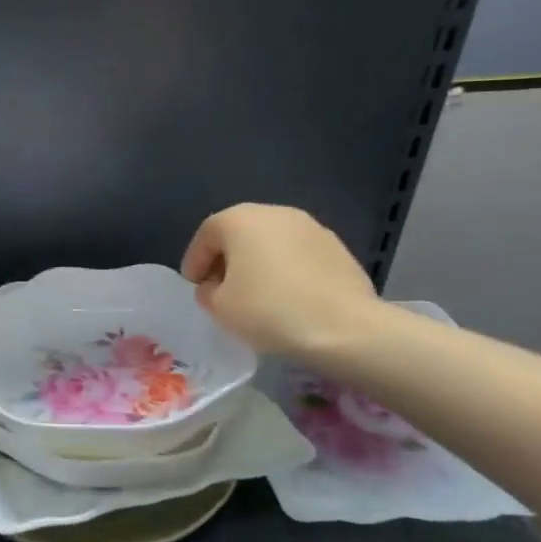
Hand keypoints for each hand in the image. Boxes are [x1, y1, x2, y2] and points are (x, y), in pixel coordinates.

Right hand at [180, 204, 381, 358]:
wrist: (346, 328)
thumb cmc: (270, 310)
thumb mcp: (219, 307)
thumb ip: (207, 291)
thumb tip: (215, 287)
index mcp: (239, 219)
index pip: (206, 235)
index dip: (195, 262)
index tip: (195, 287)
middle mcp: (274, 213)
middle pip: (239, 233)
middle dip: (227, 259)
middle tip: (222, 289)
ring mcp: (311, 227)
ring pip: (271, 242)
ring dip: (258, 263)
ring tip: (257, 295)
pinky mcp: (337, 248)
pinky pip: (298, 255)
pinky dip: (287, 270)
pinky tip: (289, 297)